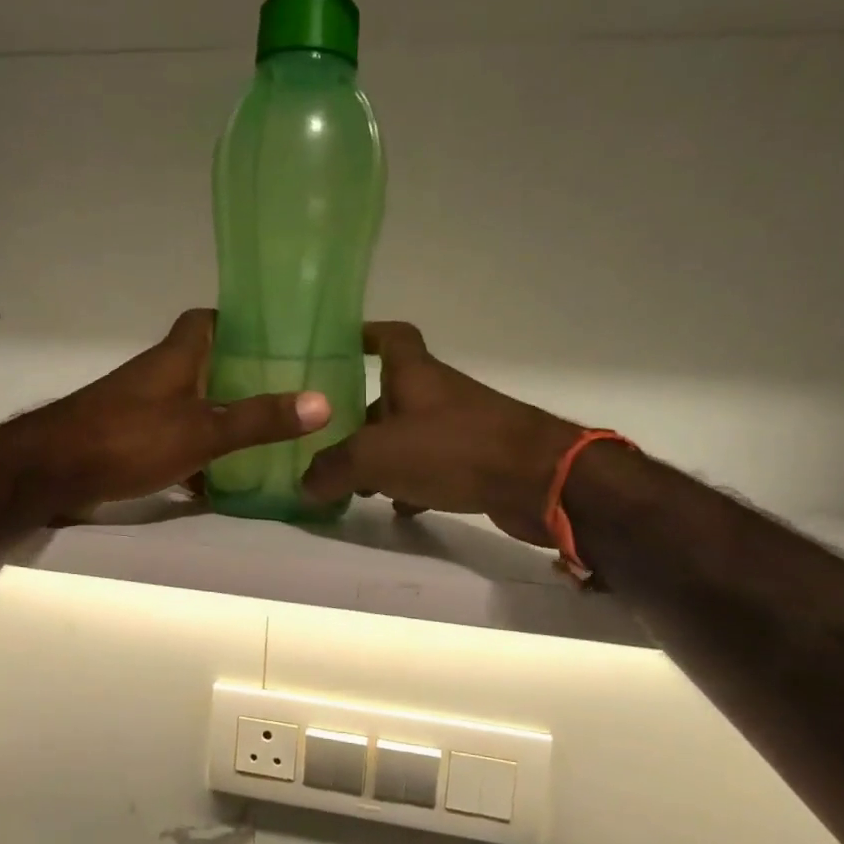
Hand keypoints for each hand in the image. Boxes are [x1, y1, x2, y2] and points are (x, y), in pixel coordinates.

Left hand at [0, 309, 330, 518]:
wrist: (50, 472)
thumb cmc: (128, 439)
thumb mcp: (202, 430)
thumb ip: (259, 419)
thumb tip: (322, 401)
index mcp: (177, 356)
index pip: (208, 319)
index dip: (241, 322)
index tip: (279, 337)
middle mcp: (159, 374)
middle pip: (207, 363)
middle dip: (243, 375)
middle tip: (289, 391)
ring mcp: (142, 407)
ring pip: (193, 402)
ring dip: (223, 414)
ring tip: (269, 433)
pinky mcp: (131, 439)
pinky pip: (176, 437)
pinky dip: (198, 452)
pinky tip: (223, 478)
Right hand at [301, 322, 580, 545]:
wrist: (539, 481)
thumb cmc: (452, 449)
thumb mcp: (376, 457)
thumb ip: (333, 468)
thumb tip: (304, 483)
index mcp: (414, 374)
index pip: (390, 336)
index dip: (364, 335)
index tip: (338, 346)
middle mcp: (438, 394)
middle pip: (392, 394)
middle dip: (360, 416)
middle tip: (328, 442)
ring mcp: (462, 426)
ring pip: (411, 434)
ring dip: (385, 456)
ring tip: (356, 486)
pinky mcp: (479, 460)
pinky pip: (435, 466)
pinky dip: (414, 483)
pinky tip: (400, 508)